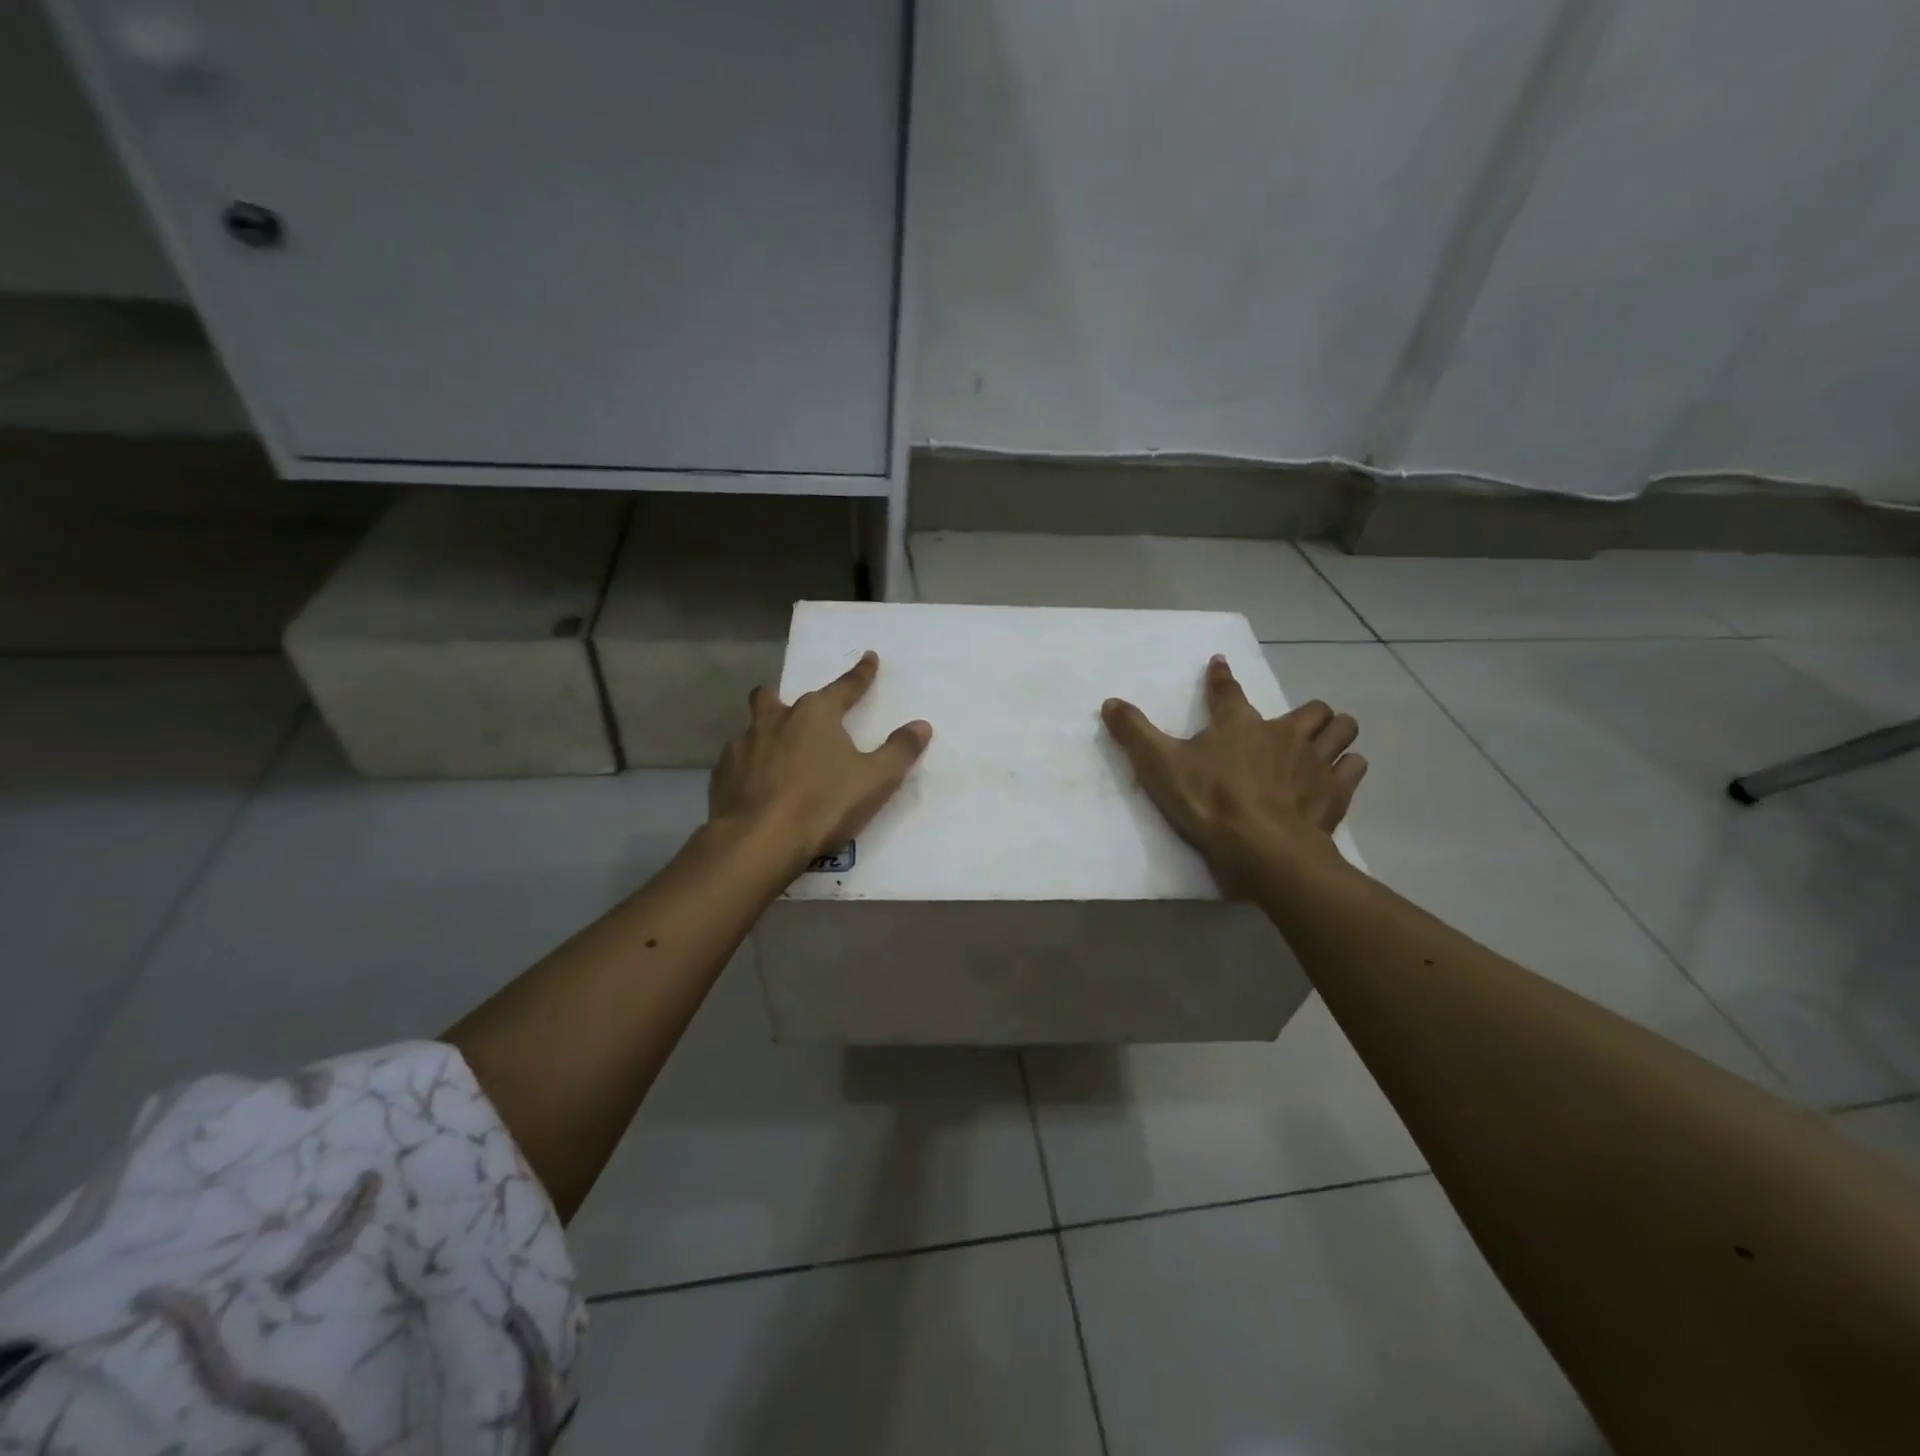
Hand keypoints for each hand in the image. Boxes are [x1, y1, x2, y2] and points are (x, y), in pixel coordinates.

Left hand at [709, 650, 932, 870]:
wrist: (758, 841)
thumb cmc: (823, 804)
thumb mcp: (875, 780)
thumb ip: (899, 750)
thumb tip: (921, 725)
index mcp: (815, 714)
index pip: (844, 686)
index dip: (861, 674)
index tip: (869, 657)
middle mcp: (775, 720)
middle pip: (773, 696)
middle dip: (784, 699)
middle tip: (797, 715)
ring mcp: (742, 745)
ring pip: (752, 727)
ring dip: (766, 734)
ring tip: (779, 757)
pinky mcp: (721, 775)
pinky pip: (737, 761)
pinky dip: (749, 767)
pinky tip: (758, 787)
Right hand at [1102, 655, 1366, 891]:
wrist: (1262, 848)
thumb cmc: (1208, 802)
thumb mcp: (1159, 766)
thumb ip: (1134, 732)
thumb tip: (1109, 702)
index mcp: (1238, 724)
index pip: (1227, 690)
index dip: (1221, 676)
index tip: (1220, 664)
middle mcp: (1283, 733)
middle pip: (1311, 709)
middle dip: (1305, 713)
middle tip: (1291, 726)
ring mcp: (1316, 761)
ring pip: (1342, 730)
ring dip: (1335, 732)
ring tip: (1324, 743)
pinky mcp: (1336, 792)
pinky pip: (1354, 767)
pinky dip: (1348, 767)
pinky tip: (1337, 776)